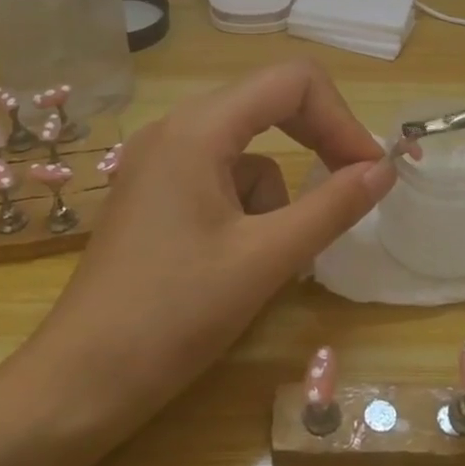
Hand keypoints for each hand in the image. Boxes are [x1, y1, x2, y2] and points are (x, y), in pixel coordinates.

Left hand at [24, 59, 395, 429]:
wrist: (80, 384)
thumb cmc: (173, 316)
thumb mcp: (266, 260)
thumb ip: (332, 206)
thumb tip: (384, 169)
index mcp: (198, 128)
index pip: (292, 81)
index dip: (341, 119)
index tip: (369, 171)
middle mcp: (175, 128)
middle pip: (269, 105)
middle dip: (317, 144)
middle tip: (353, 189)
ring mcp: (159, 160)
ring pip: (247, 151)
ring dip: (276, 195)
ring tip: (268, 258)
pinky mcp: (154, 192)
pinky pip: (220, 177)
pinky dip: (246, 209)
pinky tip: (234, 262)